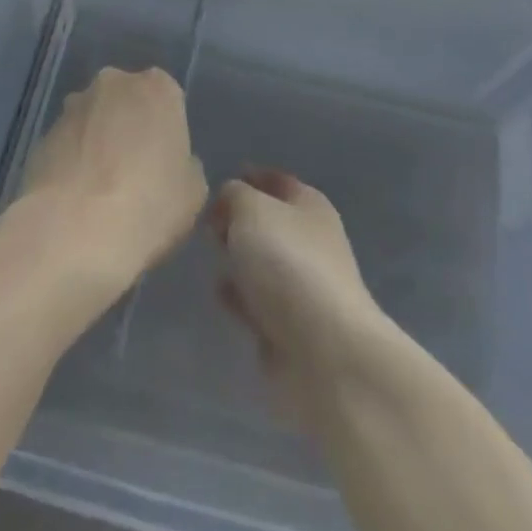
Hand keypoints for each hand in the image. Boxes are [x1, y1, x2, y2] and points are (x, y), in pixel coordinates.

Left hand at [12, 66, 207, 301]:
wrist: (72, 230)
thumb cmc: (147, 205)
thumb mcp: (193, 192)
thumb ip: (185, 165)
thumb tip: (166, 164)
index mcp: (157, 88)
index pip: (168, 99)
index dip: (166, 133)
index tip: (165, 165)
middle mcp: (113, 83)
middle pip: (127, 103)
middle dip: (130, 129)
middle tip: (135, 175)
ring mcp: (73, 106)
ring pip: (95, 121)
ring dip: (99, 144)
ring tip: (101, 193)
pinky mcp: (42, 134)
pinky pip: (68, 145)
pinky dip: (74, 163)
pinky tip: (76, 201)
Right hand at [210, 169, 388, 422]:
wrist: (323, 352)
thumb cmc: (288, 262)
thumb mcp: (251, 208)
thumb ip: (234, 195)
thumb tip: (229, 199)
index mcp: (310, 205)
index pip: (276, 181)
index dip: (248, 178)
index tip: (215, 186)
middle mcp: (310, 242)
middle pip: (268, 223)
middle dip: (238, 222)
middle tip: (208, 224)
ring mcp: (302, 288)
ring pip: (261, 263)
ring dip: (238, 260)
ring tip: (210, 257)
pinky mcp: (290, 328)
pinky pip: (257, 302)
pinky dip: (239, 297)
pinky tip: (220, 295)